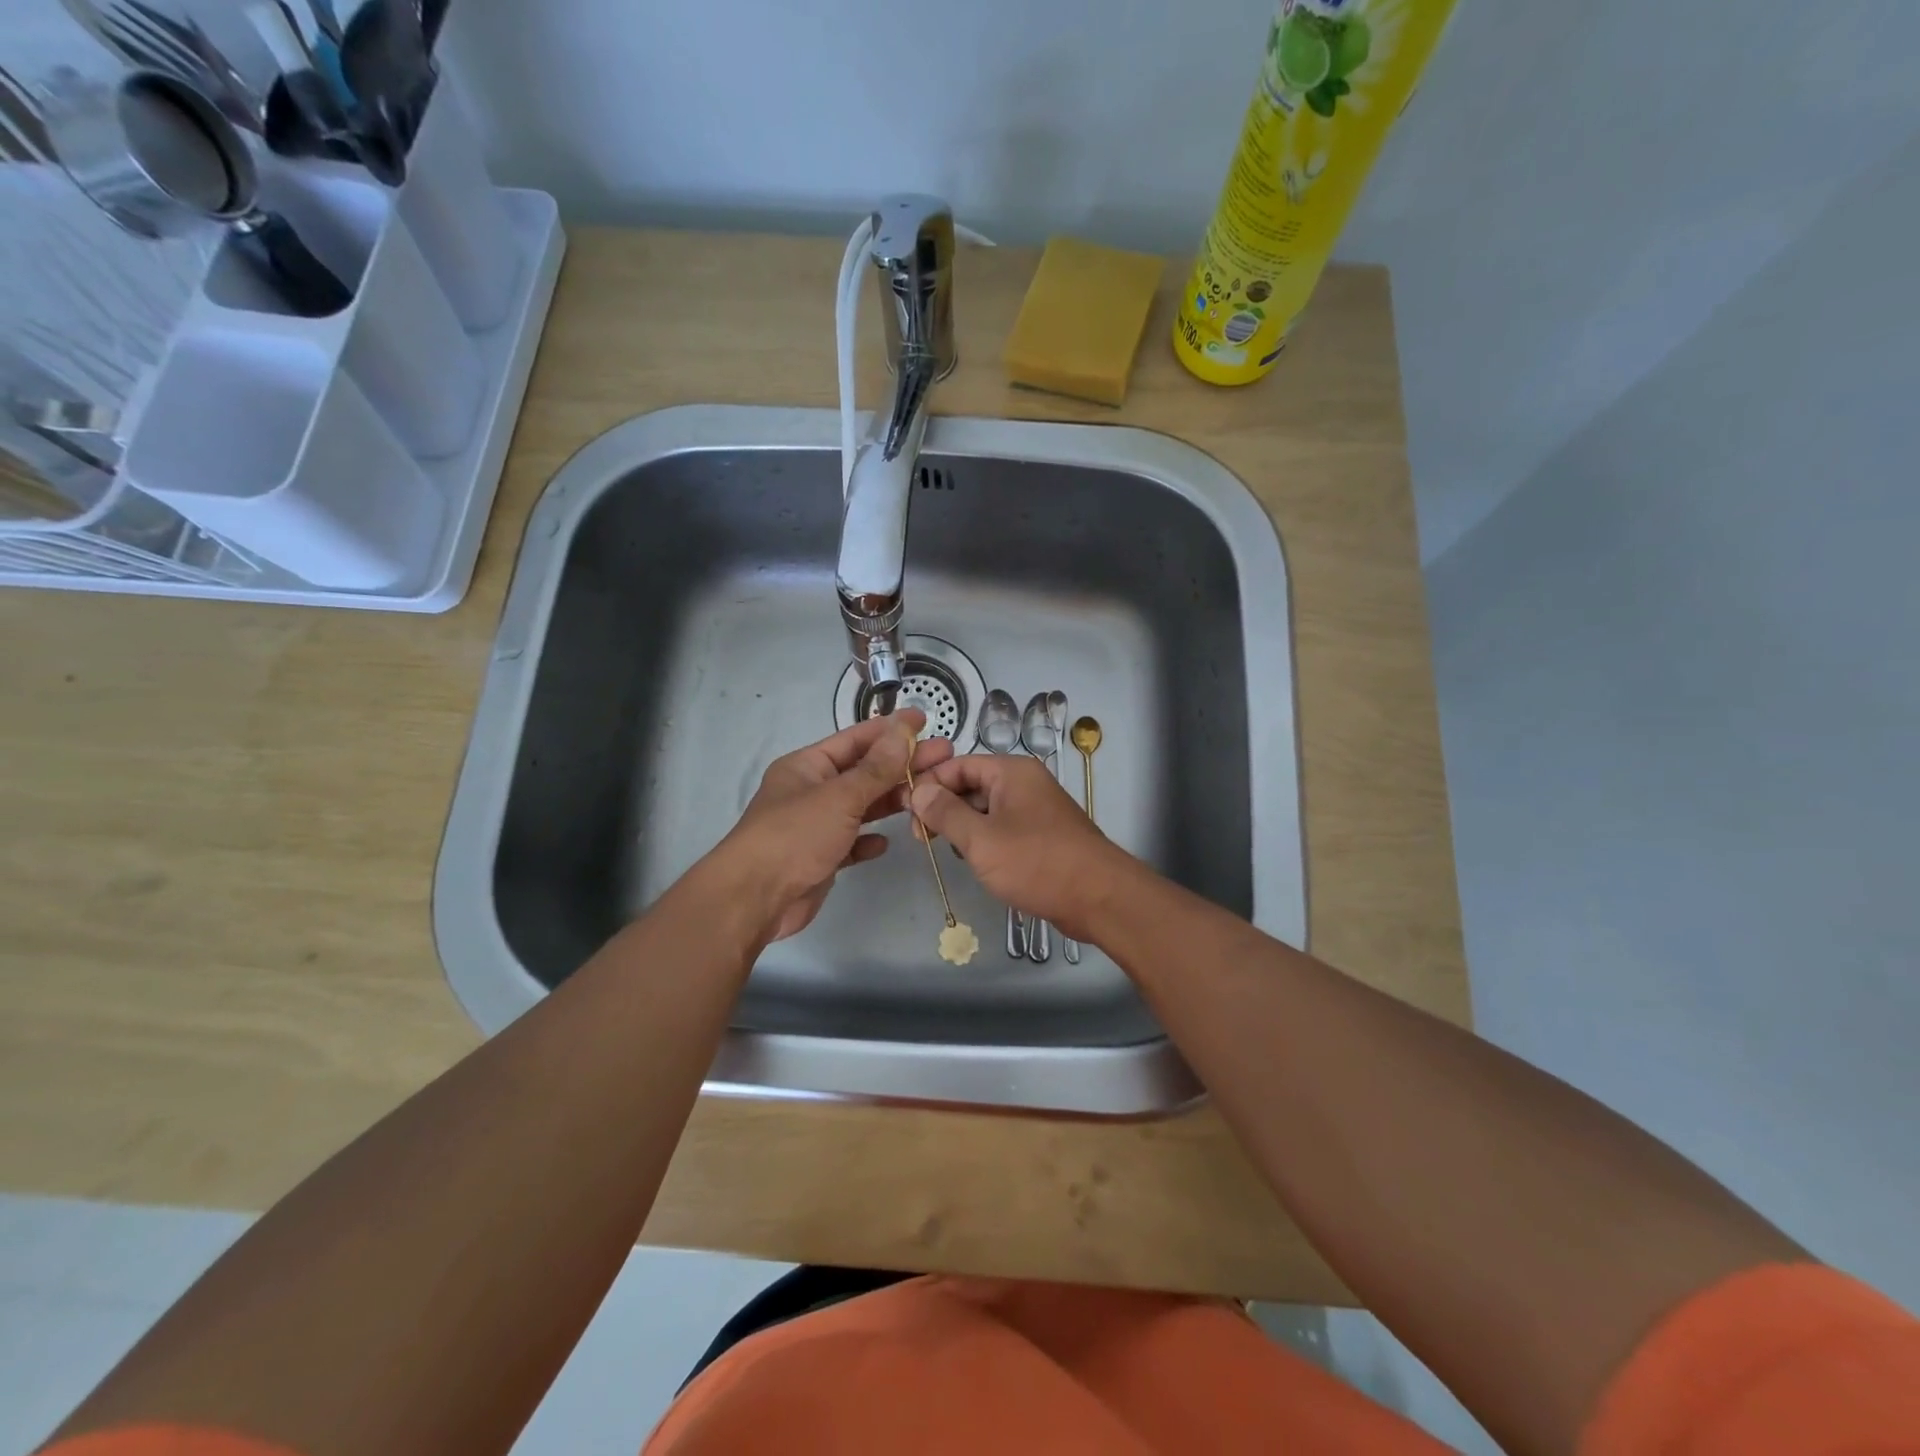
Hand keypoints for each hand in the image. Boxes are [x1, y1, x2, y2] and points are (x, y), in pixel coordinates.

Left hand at [712, 710, 953, 942]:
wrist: (754, 900)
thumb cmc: (794, 836)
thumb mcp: (840, 797)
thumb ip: (875, 768)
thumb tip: (902, 731)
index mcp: (808, 766)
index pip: (856, 739)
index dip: (891, 729)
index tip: (925, 720)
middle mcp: (811, 791)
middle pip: (864, 771)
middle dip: (902, 764)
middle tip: (945, 756)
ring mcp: (815, 826)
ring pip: (861, 806)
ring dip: (891, 800)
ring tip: (930, 794)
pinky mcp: (820, 858)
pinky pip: (851, 842)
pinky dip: (869, 840)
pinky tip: (887, 841)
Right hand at [909, 754, 1133, 942]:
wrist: (1099, 898)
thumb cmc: (1037, 863)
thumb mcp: (981, 839)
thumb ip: (945, 813)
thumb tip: (919, 791)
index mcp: (1011, 772)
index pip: (958, 764)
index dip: (930, 783)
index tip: (906, 811)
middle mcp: (1024, 783)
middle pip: (971, 785)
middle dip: (944, 808)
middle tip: (920, 838)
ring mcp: (1035, 810)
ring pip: (985, 810)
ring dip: (963, 828)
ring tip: (946, 851)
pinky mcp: (1041, 836)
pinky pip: (1002, 829)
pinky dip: (984, 841)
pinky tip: (975, 862)